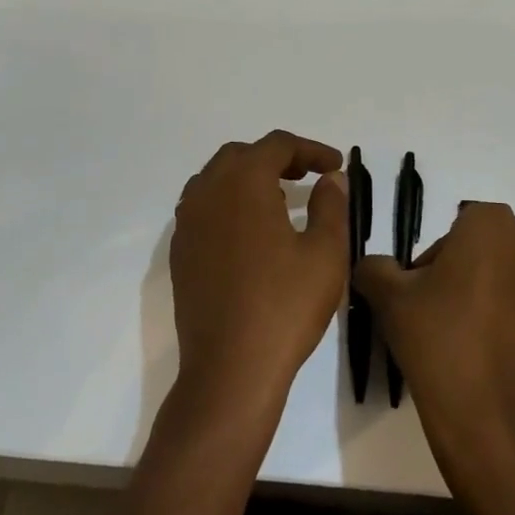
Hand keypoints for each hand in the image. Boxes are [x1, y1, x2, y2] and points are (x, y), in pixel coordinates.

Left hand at [169, 131, 349, 415]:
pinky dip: (228, 203)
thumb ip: (330, 205)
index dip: (310, 149)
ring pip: (216, 179)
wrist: (230, 368)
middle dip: (277, 158)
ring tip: (279, 200)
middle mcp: (208, 192)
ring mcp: (187, 223)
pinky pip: (202, 208)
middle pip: (241, 155)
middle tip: (308, 177)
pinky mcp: (180, 253)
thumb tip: (330, 178)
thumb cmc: (285, 306)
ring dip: (248, 178)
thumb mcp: (325, 252)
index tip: (335, 166)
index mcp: (244, 183)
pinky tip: (251, 232)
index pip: (277, 145)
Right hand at [356, 203, 514, 479]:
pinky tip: (485, 349)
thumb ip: (374, 267)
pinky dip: (508, 318)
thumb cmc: (437, 337)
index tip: (422, 287)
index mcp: (492, 224)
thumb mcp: (388, 296)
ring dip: (487, 292)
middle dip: (462, 269)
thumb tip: (374, 266)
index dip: (435, 254)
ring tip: (461, 332)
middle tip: (436, 309)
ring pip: (507, 276)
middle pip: (485, 247)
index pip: (457, 225)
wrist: (485, 412)